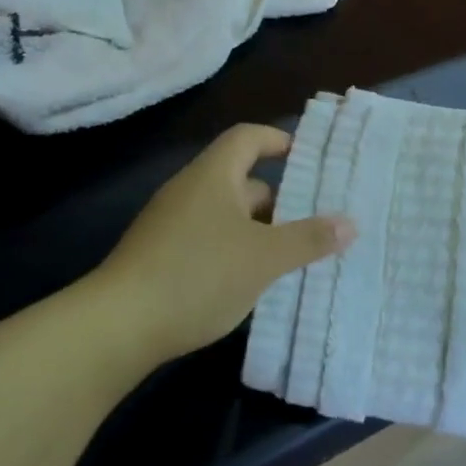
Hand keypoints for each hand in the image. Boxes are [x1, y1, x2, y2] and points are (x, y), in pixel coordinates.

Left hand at [98, 125, 354, 364]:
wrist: (116, 328)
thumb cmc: (198, 275)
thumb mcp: (264, 258)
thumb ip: (309, 239)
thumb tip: (350, 223)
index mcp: (213, 177)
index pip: (247, 138)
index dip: (279, 140)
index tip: (309, 157)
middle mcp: (189, 191)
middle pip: (241, 179)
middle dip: (279, 197)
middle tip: (315, 217)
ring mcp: (170, 225)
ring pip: (226, 215)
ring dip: (259, 229)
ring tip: (294, 253)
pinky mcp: (160, 256)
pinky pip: (209, 240)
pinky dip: (235, 250)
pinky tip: (254, 280)